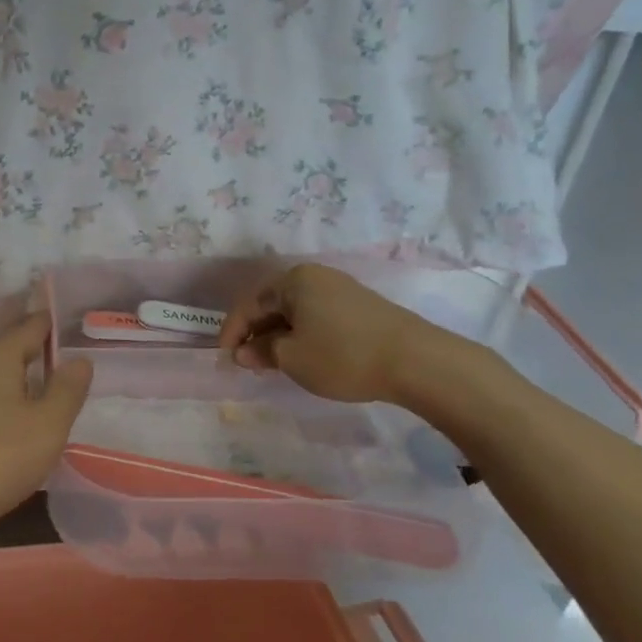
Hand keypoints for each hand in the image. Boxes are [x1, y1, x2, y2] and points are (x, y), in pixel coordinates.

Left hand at [0, 314, 93, 533]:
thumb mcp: (48, 425)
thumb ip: (68, 389)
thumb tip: (80, 358)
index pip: (33, 324)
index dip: (58, 324)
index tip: (83, 328)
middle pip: (13, 347)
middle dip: (42, 351)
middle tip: (76, 363)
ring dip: (23, 378)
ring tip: (53, 391)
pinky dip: (5, 399)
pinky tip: (18, 418)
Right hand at [218, 263, 449, 404]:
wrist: (416, 361)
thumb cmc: (342, 355)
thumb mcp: (292, 358)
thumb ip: (261, 352)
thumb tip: (243, 352)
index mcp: (293, 280)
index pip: (249, 305)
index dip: (232, 332)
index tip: (225, 359)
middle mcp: (316, 277)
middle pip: (273, 305)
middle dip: (256, 334)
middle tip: (248, 363)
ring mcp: (341, 290)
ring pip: (295, 312)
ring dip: (279, 337)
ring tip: (273, 364)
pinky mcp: (360, 307)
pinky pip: (317, 317)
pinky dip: (303, 336)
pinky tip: (304, 356)